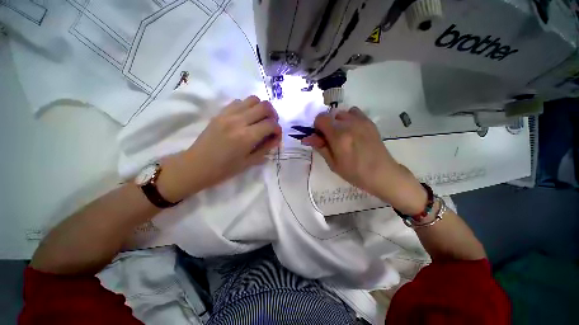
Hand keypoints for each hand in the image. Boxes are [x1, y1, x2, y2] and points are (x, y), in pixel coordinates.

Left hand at [158, 96, 280, 200]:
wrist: (197, 165)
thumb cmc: (224, 169)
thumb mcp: (249, 162)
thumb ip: (266, 148)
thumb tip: (276, 138)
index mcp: (247, 137)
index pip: (271, 124)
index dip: (278, 129)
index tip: (276, 136)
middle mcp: (239, 121)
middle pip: (265, 106)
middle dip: (273, 115)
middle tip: (271, 125)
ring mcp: (228, 114)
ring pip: (253, 100)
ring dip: (261, 109)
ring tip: (260, 120)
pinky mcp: (220, 113)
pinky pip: (239, 101)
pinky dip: (248, 107)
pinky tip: (246, 118)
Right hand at [302, 107, 426, 214]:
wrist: (381, 173)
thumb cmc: (354, 173)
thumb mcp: (333, 163)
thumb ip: (320, 147)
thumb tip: (308, 137)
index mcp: (338, 136)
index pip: (320, 118)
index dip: (317, 127)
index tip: (320, 138)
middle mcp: (349, 124)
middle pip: (330, 115)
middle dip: (326, 126)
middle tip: (330, 139)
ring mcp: (361, 121)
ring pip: (341, 113)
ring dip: (337, 122)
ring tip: (342, 135)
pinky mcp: (369, 122)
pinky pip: (354, 112)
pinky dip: (348, 118)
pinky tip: (352, 130)